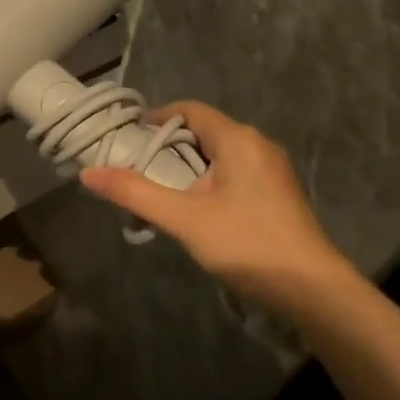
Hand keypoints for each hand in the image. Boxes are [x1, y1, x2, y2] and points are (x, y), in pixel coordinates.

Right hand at [79, 101, 350, 309]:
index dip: (156, 119)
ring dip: (188, 167)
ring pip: (219, 155)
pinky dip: (209, 181)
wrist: (311, 289)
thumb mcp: (183, 218)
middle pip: (204, 132)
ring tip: (160, 193)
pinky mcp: (278, 193)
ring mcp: (272, 169)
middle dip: (168, 147)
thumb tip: (88, 173)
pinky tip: (196, 210)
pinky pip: (235, 172)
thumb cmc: (246, 244)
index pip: (189, 110)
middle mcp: (258, 144)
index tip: (128, 139)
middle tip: (137, 170)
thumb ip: (134, 193)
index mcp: (237, 139)